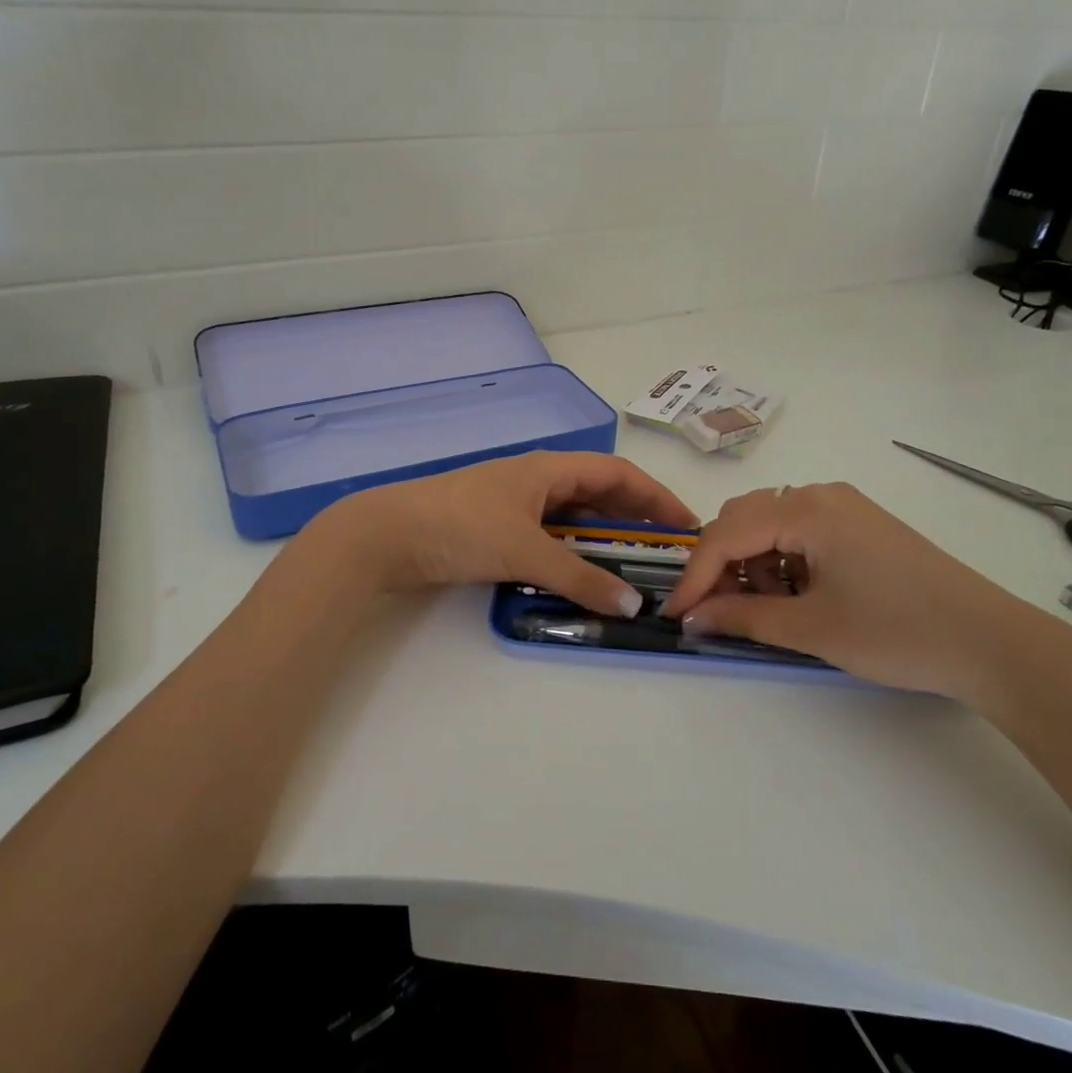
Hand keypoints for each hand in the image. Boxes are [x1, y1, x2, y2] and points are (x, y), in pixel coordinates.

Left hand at [305, 452, 696, 616]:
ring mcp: (515, 504)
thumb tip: (634, 603)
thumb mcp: (525, 551)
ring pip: (573, 518)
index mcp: (550, 469)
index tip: (686, 524)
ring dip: (602, 541)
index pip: (618, 474)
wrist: (385, 534)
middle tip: (665, 554)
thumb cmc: (460, 526)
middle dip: (634, 520)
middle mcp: (538, 480)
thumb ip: (580, 578)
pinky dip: (571, 554)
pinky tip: (580, 577)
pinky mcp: (496, 528)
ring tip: (631, 570)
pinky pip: (549, 537)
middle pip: (599, 494)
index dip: (655, 496)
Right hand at [659, 483, 1052, 699]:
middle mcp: (821, 494)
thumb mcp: (812, 629)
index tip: (674, 614)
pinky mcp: (861, 524)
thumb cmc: (897, 632)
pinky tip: (798, 596)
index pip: (727, 534)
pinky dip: (784, 561)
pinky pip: (801, 531)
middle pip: (744, 519)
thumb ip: (743, 617)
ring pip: (771, 523)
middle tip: (719, 612)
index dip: (695, 575)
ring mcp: (845, 506)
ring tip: (769, 609)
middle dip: (722, 564)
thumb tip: (693, 618)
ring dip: (753, 563)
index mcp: (807, 509)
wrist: (991, 642)